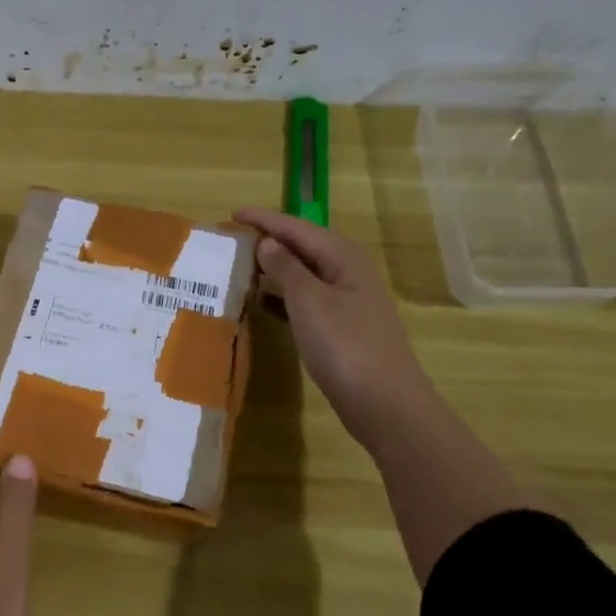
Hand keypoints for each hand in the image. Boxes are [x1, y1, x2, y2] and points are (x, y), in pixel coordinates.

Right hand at [233, 208, 433, 445]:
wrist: (383, 402)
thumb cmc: (345, 346)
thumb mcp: (310, 302)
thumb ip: (286, 268)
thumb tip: (267, 242)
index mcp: (344, 258)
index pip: (298, 228)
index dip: (265, 220)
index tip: (231, 213)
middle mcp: (348, 273)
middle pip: (304, 247)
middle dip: (270, 239)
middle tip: (233, 237)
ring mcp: (346, 302)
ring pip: (304, 274)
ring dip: (274, 268)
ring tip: (240, 265)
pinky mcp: (340, 328)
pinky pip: (304, 300)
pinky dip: (281, 296)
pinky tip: (261, 303)